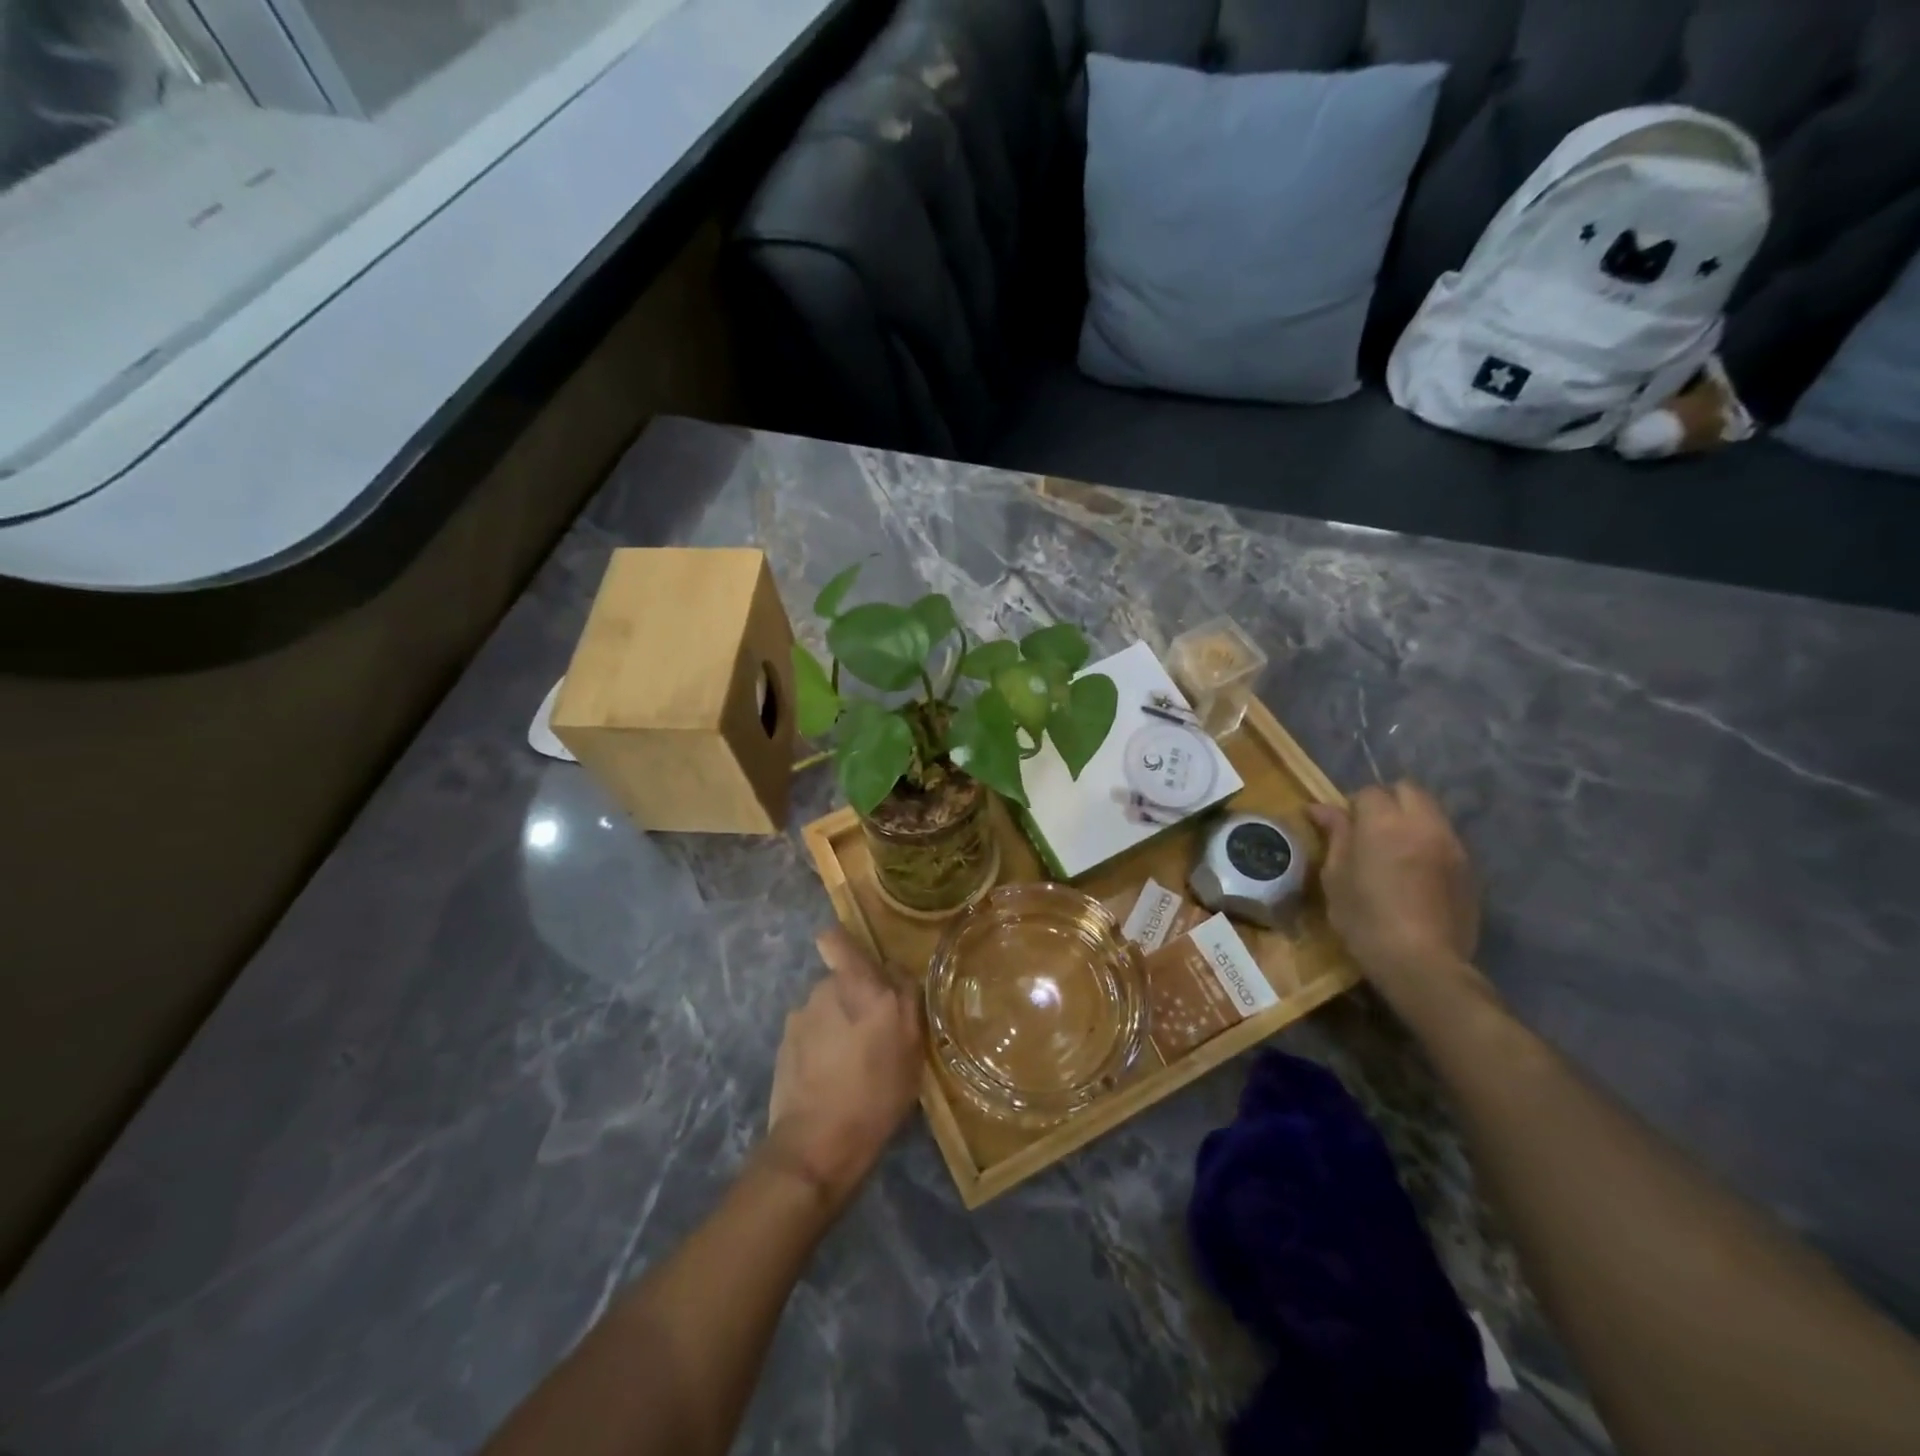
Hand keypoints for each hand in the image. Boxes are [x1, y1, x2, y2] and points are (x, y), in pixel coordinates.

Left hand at [763, 928, 923, 1207]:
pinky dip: (819, 1048)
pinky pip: (809, 1035)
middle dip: (854, 998)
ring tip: (852, 1064)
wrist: (816, 1145)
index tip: (866, 969)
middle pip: (840, 981)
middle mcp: (823, 991)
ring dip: (837, 1025)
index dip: (847, 947)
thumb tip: (895, 973)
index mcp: (857, 985)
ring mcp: (798, 1019)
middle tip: (874, 1034)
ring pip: (825, 1009)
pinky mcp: (783, 1047)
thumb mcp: (912, 1048)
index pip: (836, 939)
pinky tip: (830, 1079)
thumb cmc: (875, 1094)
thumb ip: (906, 999)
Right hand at [1307, 782, 1481, 995]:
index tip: (1342, 828)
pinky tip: (1415, 871)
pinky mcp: (1469, 868)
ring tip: (1394, 850)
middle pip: (1408, 789)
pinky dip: (1428, 841)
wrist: (1422, 962)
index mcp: (1384, 822)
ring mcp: (1451, 844)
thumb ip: (1334, 835)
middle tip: (1369, 830)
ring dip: (1411, 819)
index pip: (1369, 792)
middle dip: (1388, 801)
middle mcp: (1423, 823)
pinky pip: (1445, 838)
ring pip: (1431, 812)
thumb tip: (1320, 807)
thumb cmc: (1365, 918)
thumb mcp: (1336, 876)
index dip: (1352, 806)